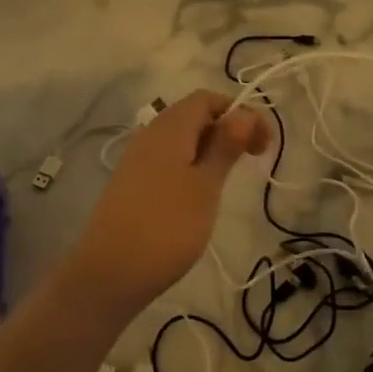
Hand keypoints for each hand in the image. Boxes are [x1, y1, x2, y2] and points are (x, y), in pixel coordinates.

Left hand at [59, 92, 269, 320]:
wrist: (110, 272)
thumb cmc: (167, 226)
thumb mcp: (205, 185)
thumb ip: (224, 146)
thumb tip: (243, 112)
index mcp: (170, 127)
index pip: (207, 99)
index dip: (239, 112)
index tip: (262, 144)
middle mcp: (150, 134)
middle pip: (193, 116)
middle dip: (227, 130)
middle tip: (253, 160)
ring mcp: (137, 159)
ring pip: (180, 139)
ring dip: (209, 150)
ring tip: (229, 179)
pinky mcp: (132, 183)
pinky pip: (167, 160)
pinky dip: (190, 166)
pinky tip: (200, 194)